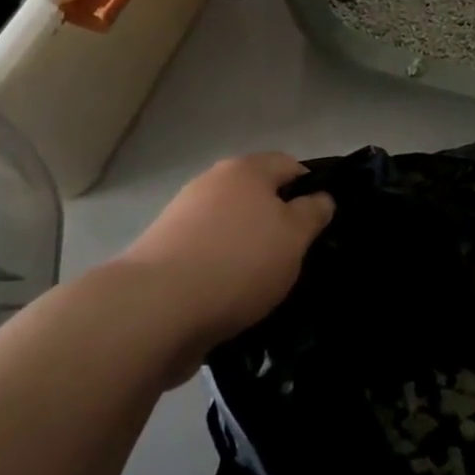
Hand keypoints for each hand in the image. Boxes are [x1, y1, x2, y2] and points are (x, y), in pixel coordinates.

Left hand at [118, 154, 333, 376]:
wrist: (154, 309)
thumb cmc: (237, 263)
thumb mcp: (294, 237)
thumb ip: (313, 213)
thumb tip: (320, 198)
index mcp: (246, 169)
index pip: (290, 165)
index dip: (311, 190)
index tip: (320, 225)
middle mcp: (211, 183)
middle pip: (257, 196)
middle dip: (277, 223)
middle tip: (296, 258)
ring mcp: (182, 217)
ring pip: (231, 227)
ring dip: (247, 250)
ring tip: (264, 286)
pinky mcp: (163, 253)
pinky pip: (207, 255)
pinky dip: (221, 271)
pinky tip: (231, 299)